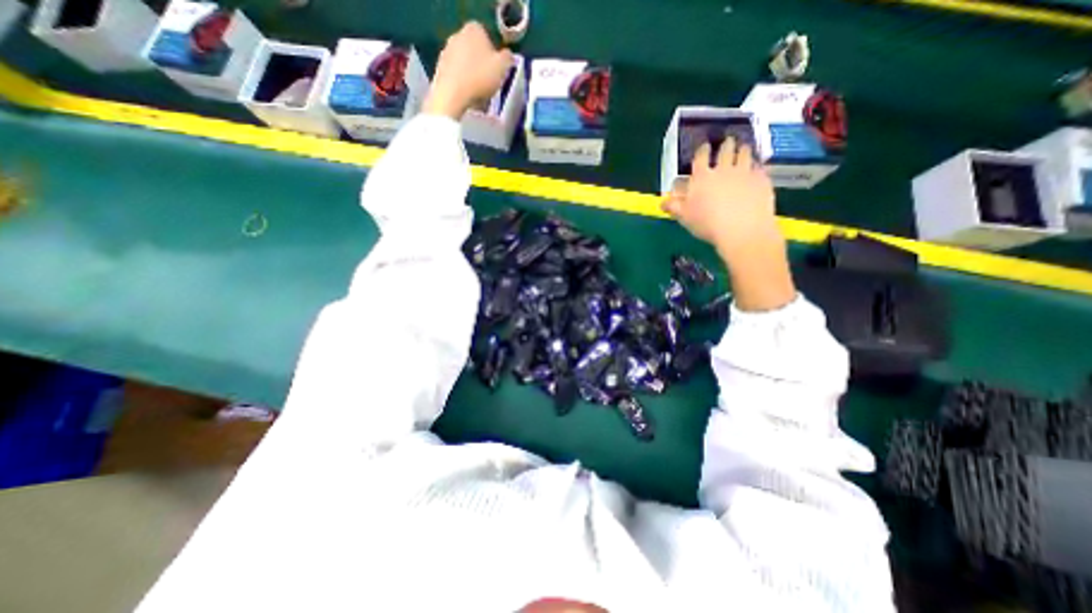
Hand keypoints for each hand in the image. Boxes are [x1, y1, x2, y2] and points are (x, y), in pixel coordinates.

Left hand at [425, 21, 513, 119]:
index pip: (488, 38)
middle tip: (490, 84)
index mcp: (474, 29)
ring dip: (473, 77)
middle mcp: (457, 35)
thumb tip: (507, 56)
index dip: (494, 56)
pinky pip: (457, 77)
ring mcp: (446, 52)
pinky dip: (463, 85)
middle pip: (475, 52)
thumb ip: (508, 58)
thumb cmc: (480, 77)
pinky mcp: (439, 69)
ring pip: (466, 65)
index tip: (497, 72)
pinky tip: (468, 98)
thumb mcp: (503, 67)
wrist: (452, 95)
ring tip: (479, 95)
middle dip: (482, 66)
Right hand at [661, 140, 780, 260]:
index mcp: (702, 178)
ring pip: (745, 154)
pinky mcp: (761, 179)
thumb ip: (673, 207)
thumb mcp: (684, 217)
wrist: (742, 230)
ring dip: (743, 149)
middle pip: (725, 150)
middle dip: (726, 145)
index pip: (701, 157)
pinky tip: (757, 168)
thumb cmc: (707, 224)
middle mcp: (723, 170)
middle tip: (728, 142)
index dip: (703, 150)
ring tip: (743, 148)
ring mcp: (744, 172)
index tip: (705, 147)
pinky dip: (757, 165)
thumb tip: (662, 202)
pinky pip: (760, 167)